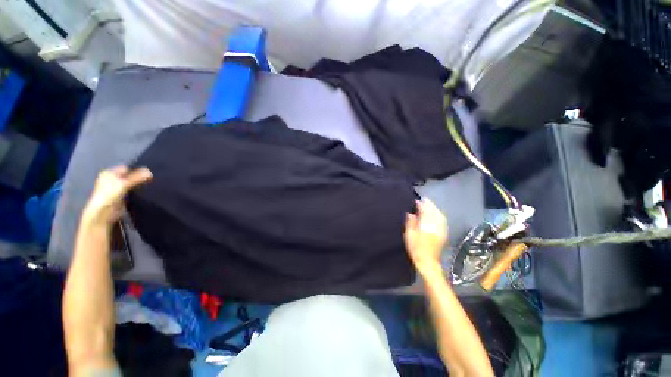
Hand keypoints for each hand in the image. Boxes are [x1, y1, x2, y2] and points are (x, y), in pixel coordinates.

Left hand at [83, 166, 152, 225]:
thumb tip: (150, 171)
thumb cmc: (110, 196)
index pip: (126, 168)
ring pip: (130, 184)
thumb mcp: (123, 184)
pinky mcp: (120, 197)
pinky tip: (142, 194)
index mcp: (108, 173)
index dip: (136, 170)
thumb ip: (137, 178)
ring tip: (148, 187)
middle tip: (150, 180)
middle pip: (128, 176)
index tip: (148, 174)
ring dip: (138, 186)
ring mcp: (115, 189)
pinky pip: (130, 192)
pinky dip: (136, 192)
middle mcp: (110, 180)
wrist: (103, 214)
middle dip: (138, 178)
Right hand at [404, 198, 447, 271]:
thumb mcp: (409, 235)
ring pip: (440, 215)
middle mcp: (436, 226)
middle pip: (434, 212)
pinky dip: (439, 215)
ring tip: (429, 205)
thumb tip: (411, 213)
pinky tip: (436, 214)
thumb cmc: (416, 248)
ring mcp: (441, 230)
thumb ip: (410, 223)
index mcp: (426, 225)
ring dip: (435, 209)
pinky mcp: (444, 234)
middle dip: (429, 205)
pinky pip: (443, 221)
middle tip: (424, 200)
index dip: (422, 205)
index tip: (417, 201)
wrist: (428, 262)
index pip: (425, 211)